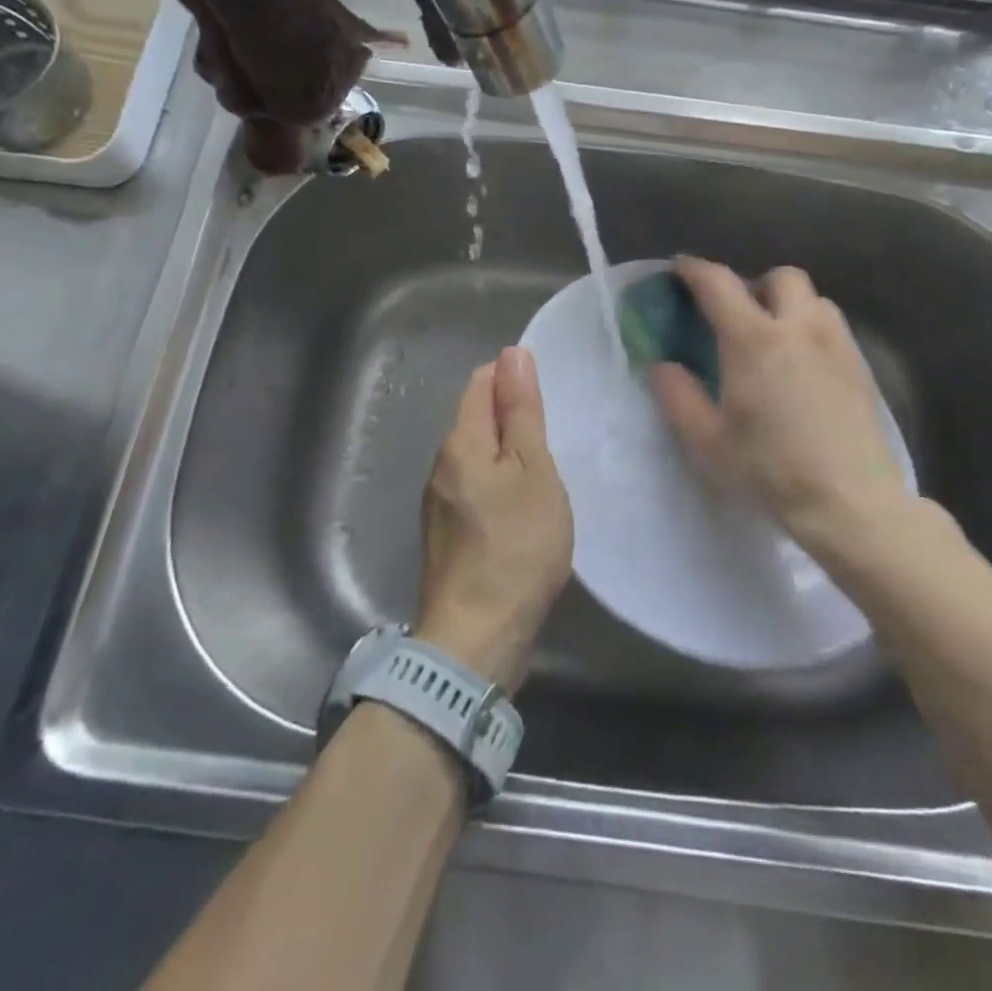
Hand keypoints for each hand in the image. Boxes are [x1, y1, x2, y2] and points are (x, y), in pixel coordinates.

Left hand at [416, 347, 573, 693]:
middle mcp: (440, 465)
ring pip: (474, 457)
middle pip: (474, 419)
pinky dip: (497, 484)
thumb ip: (522, 412)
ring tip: (543, 467)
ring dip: (505, 453)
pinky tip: (520, 506)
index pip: (481, 384)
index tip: (547, 395)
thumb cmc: (516, 545)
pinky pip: (473, 489)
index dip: (512, 377)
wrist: (477, 636)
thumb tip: (512, 354)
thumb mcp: (533, 471)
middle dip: (510, 416)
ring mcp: (437, 503)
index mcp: (460, 442)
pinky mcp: (445, 535)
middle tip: (553, 433)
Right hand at [651, 258, 946, 559]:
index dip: (694, 270)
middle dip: (753, 284)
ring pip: (812, 298)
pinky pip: (831, 324)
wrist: (851, 501)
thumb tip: (662, 364)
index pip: (719, 283)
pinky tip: (802, 365)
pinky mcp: (860, 364)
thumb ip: (677, 395)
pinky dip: (810, 327)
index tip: (679, 269)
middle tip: (736, 315)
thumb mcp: (707, 440)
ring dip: (787, 304)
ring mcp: (836, 342)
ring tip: (772, 338)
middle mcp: (799, 326)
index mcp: (753, 339)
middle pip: (779, 276)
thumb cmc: (771, 470)